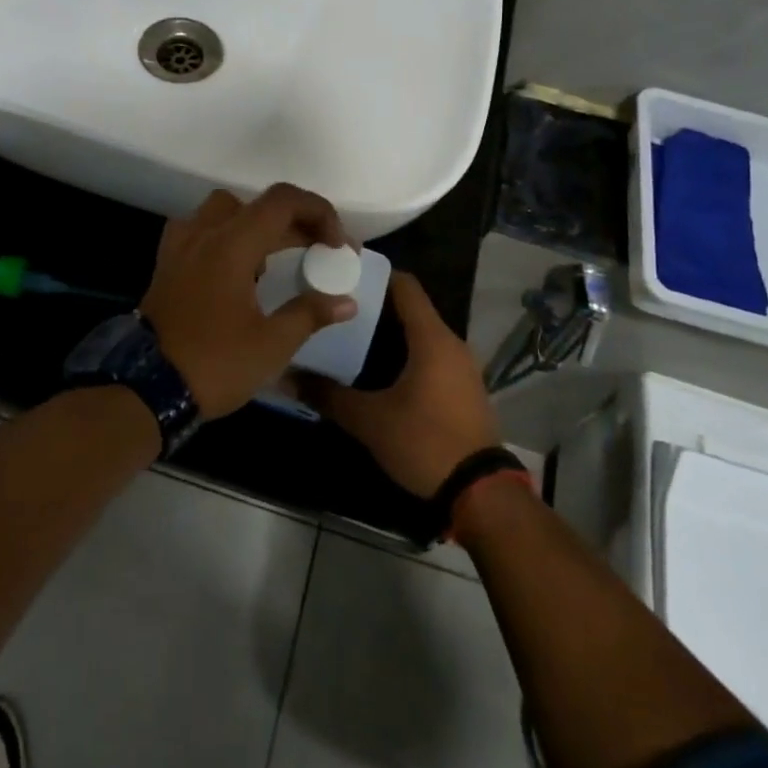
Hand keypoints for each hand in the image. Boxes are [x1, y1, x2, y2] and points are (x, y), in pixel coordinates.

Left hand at [142, 185, 356, 417]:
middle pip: (257, 205)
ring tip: (276, 260)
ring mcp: (180, 247)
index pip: (282, 201)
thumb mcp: (271, 344)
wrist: (145, 388)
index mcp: (231, 244)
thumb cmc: (214, 364)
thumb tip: (346, 302)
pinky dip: (226, 237)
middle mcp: (203, 233)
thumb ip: (310, 314)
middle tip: (320, 252)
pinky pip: (201, 231)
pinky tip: (237, 270)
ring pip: (225, 211)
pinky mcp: (167, 264)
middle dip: (295, 222)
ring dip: (257, 225)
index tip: (337, 246)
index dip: (318, 212)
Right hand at [302, 272, 500, 497]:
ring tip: (349, 336)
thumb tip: (287, 377)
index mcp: (432, 338)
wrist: (481, 492)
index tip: (342, 274)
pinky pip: (431, 356)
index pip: (405, 286)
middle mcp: (452, 343)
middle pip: (411, 309)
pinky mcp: (464, 388)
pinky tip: (378, 369)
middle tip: (335, 308)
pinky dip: (405, 353)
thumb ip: (328, 395)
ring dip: (390, 333)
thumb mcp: (370, 420)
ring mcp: (462, 367)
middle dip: (374, 306)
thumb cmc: (425, 442)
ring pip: (421, 334)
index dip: (375, 274)